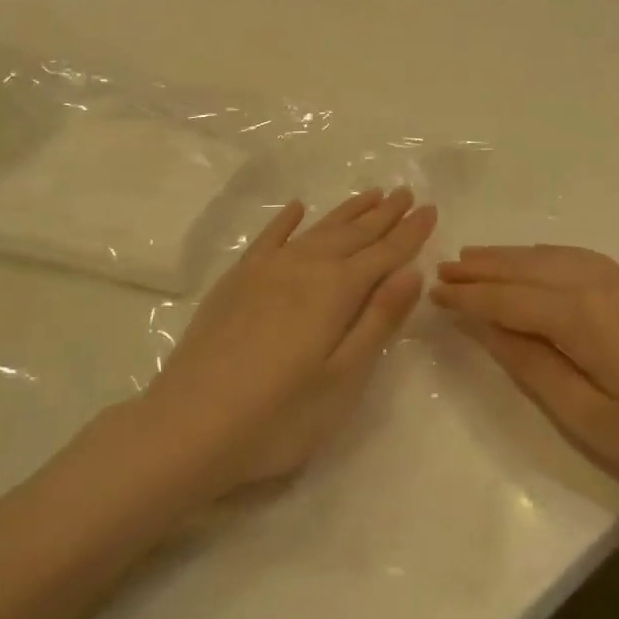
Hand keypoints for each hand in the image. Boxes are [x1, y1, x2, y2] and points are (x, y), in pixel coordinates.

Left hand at [139, 188, 435, 500]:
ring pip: (317, 230)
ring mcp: (265, 270)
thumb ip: (378, 320)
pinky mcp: (236, 281)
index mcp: (335, 291)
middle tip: (406, 192)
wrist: (188, 426)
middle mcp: (303, 267)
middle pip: (353, 234)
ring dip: (346, 212)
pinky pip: (268, 238)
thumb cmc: (278, 416)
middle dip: (383, 214)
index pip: (383, 253)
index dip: (410, 232)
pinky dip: (286, 221)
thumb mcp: (343, 378)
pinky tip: (297, 209)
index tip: (430, 209)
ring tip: (370, 194)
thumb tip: (411, 272)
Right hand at [432, 246, 618, 499]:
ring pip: (552, 257)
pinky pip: (579, 258)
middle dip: (483, 267)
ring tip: (476, 257)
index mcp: (581, 316)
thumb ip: (531, 364)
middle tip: (444, 267)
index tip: (434, 291)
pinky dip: (545, 256)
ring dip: (511, 256)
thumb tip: (486, 327)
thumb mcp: (587, 415)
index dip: (470, 296)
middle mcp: (598, 285)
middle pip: (528, 268)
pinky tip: (536, 261)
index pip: (509, 298)